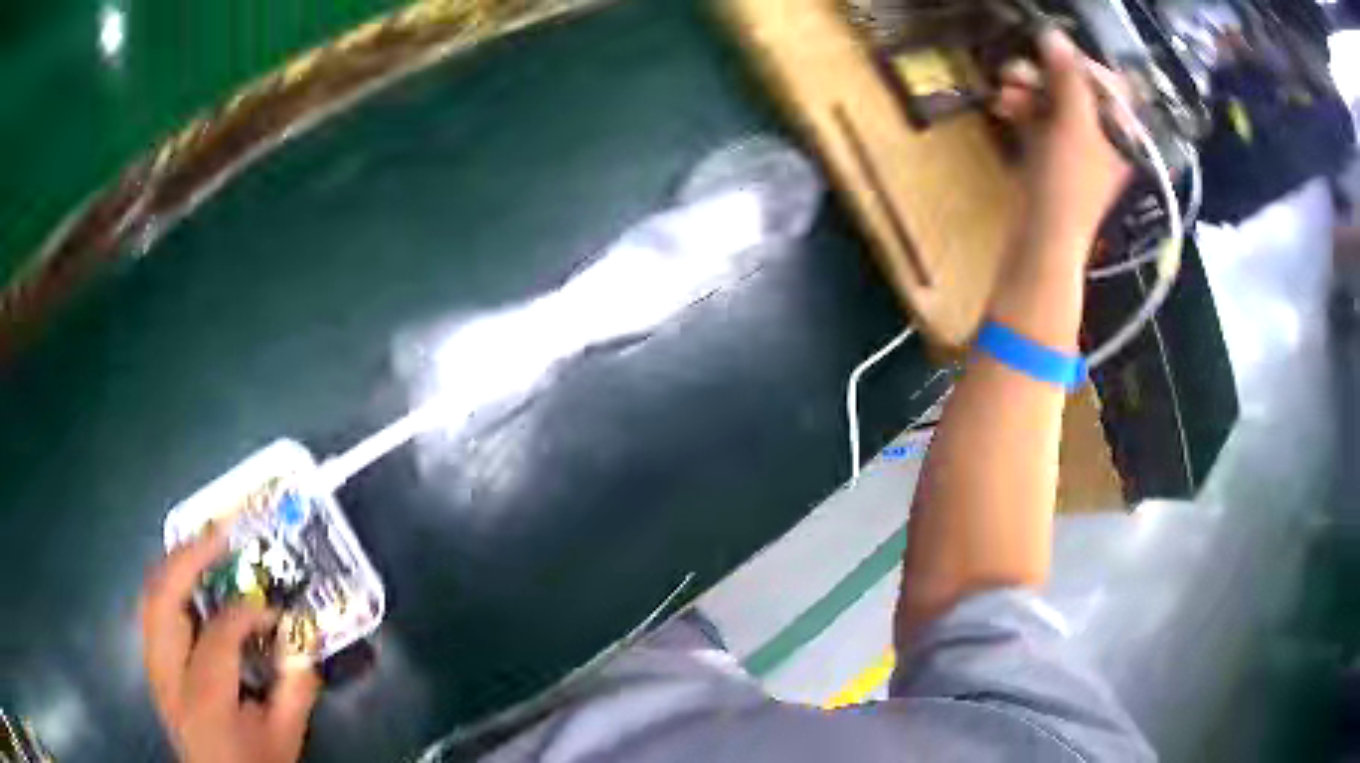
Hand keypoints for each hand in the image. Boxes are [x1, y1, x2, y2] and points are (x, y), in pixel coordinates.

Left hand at [141, 529, 319, 762]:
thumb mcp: (284, 738)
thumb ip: (295, 690)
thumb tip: (304, 640)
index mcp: (205, 698)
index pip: (219, 632)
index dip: (248, 612)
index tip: (273, 611)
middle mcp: (168, 675)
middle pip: (164, 597)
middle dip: (190, 558)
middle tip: (221, 536)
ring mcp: (153, 668)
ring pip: (150, 597)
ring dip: (174, 566)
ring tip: (203, 547)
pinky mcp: (151, 668)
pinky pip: (151, 612)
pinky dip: (168, 588)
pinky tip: (186, 582)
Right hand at [992, 29, 1132, 257]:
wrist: (1042, 240)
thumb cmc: (1068, 185)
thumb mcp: (1073, 125)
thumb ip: (1068, 77)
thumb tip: (1054, 35)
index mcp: (1121, 132)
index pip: (1107, 83)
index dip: (1079, 64)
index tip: (1051, 55)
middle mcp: (1103, 135)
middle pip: (1075, 89)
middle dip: (1044, 76)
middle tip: (1016, 71)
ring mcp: (1076, 145)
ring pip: (1052, 101)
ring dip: (1026, 90)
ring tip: (1003, 90)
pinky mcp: (1051, 154)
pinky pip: (1038, 118)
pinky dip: (1021, 108)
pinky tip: (1002, 105)